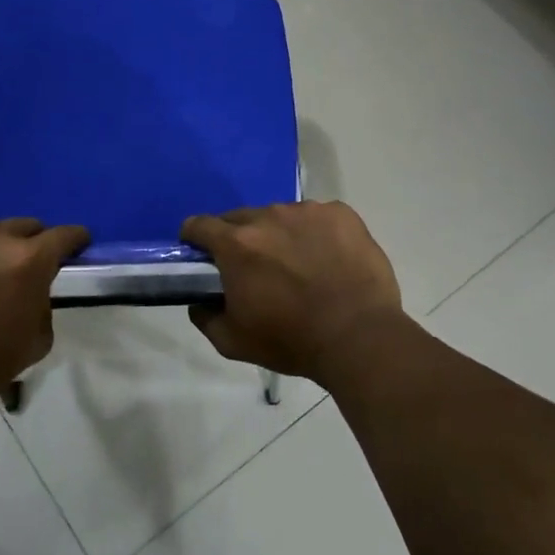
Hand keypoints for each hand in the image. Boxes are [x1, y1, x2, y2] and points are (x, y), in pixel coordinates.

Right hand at [181, 202, 404, 383]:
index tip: (203, 255)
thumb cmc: (291, 341)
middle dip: (240, 239)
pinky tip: (329, 260)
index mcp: (237, 244)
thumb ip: (206, 318)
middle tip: (256, 269)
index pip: (199, 225)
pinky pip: (318, 217)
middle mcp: (268, 216)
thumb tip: (200, 302)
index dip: (195, 239)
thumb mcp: (233, 342)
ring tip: (300, 266)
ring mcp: (308, 211)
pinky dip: (316, 233)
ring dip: (280, 235)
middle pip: (240, 218)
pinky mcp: (341, 214)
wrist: (359, 336)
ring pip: (281, 216)